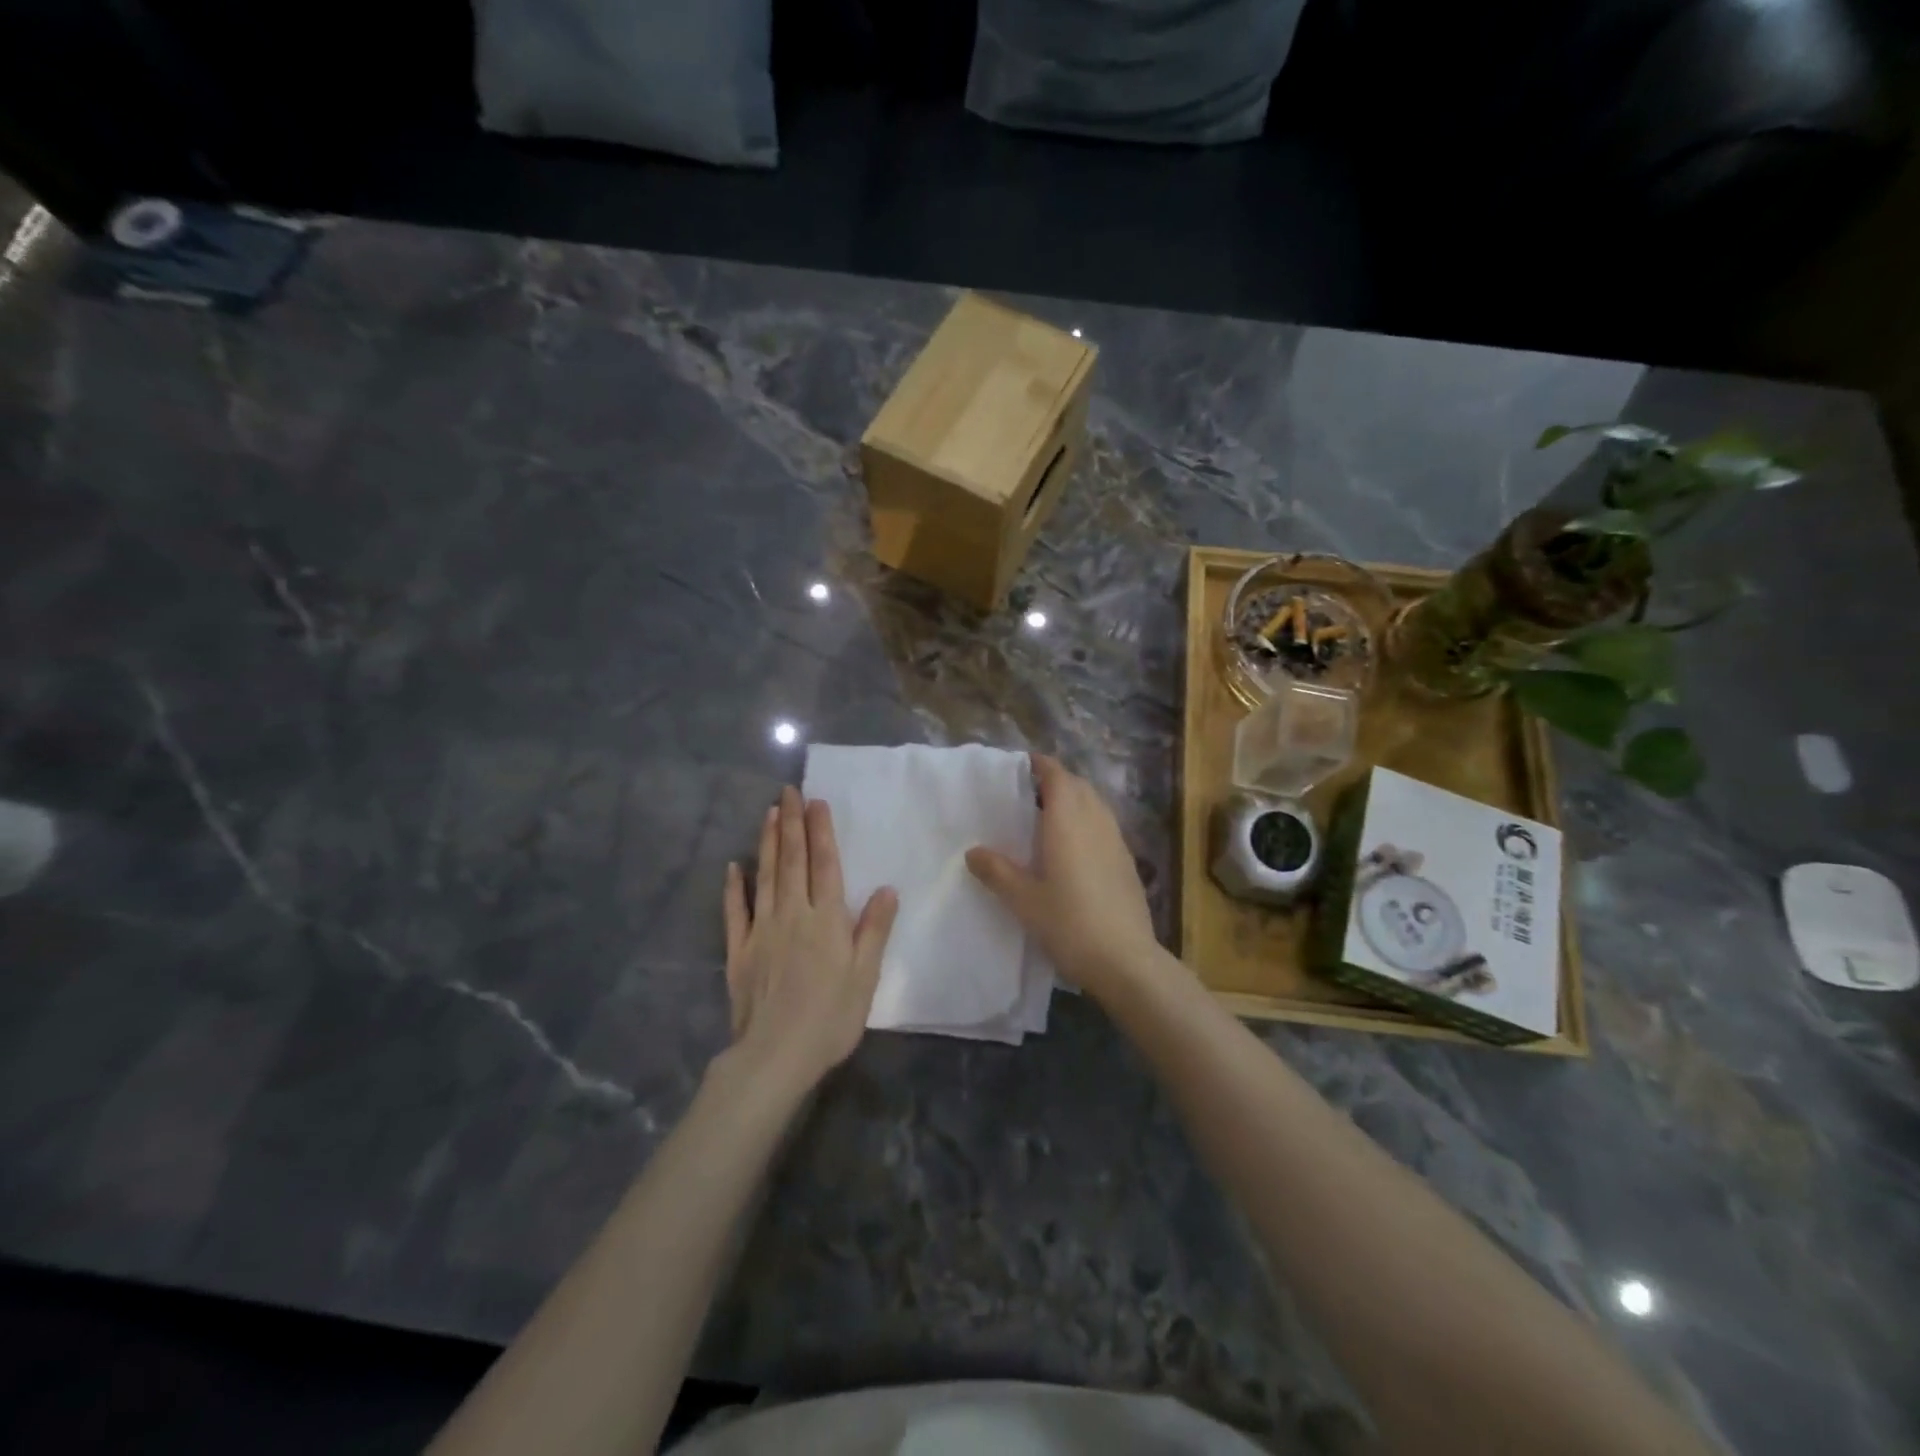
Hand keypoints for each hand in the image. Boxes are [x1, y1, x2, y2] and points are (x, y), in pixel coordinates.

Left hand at [723, 787, 897, 1089]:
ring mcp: (762, 930)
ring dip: (768, 843)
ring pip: (765, 877)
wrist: (775, 1055)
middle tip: (788, 792)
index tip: (816, 802)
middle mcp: (793, 915)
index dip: (821, 832)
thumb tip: (887, 889)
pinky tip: (733, 867)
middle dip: (792, 824)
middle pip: (792, 861)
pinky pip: (735, 912)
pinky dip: (734, 887)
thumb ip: (874, 930)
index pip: (824, 865)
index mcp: (827, 920)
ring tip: (768, 813)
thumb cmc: (830, 1017)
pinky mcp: (739, 950)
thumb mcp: (865, 976)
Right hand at [965, 755, 1163, 999]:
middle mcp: (1096, 822)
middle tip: (1028, 794)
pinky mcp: (1127, 862)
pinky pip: (1105, 825)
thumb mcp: (1024, 900)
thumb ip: (998, 872)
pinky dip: (1088, 822)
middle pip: (1078, 786)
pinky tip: (1073, 849)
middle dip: (1056, 781)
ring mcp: (1116, 841)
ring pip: (1095, 804)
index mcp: (1068, 822)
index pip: (1057, 776)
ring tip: (1048, 819)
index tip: (1020, 766)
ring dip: (1074, 800)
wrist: (1126, 961)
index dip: (1040, 765)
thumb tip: (973, 852)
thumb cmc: (1070, 924)